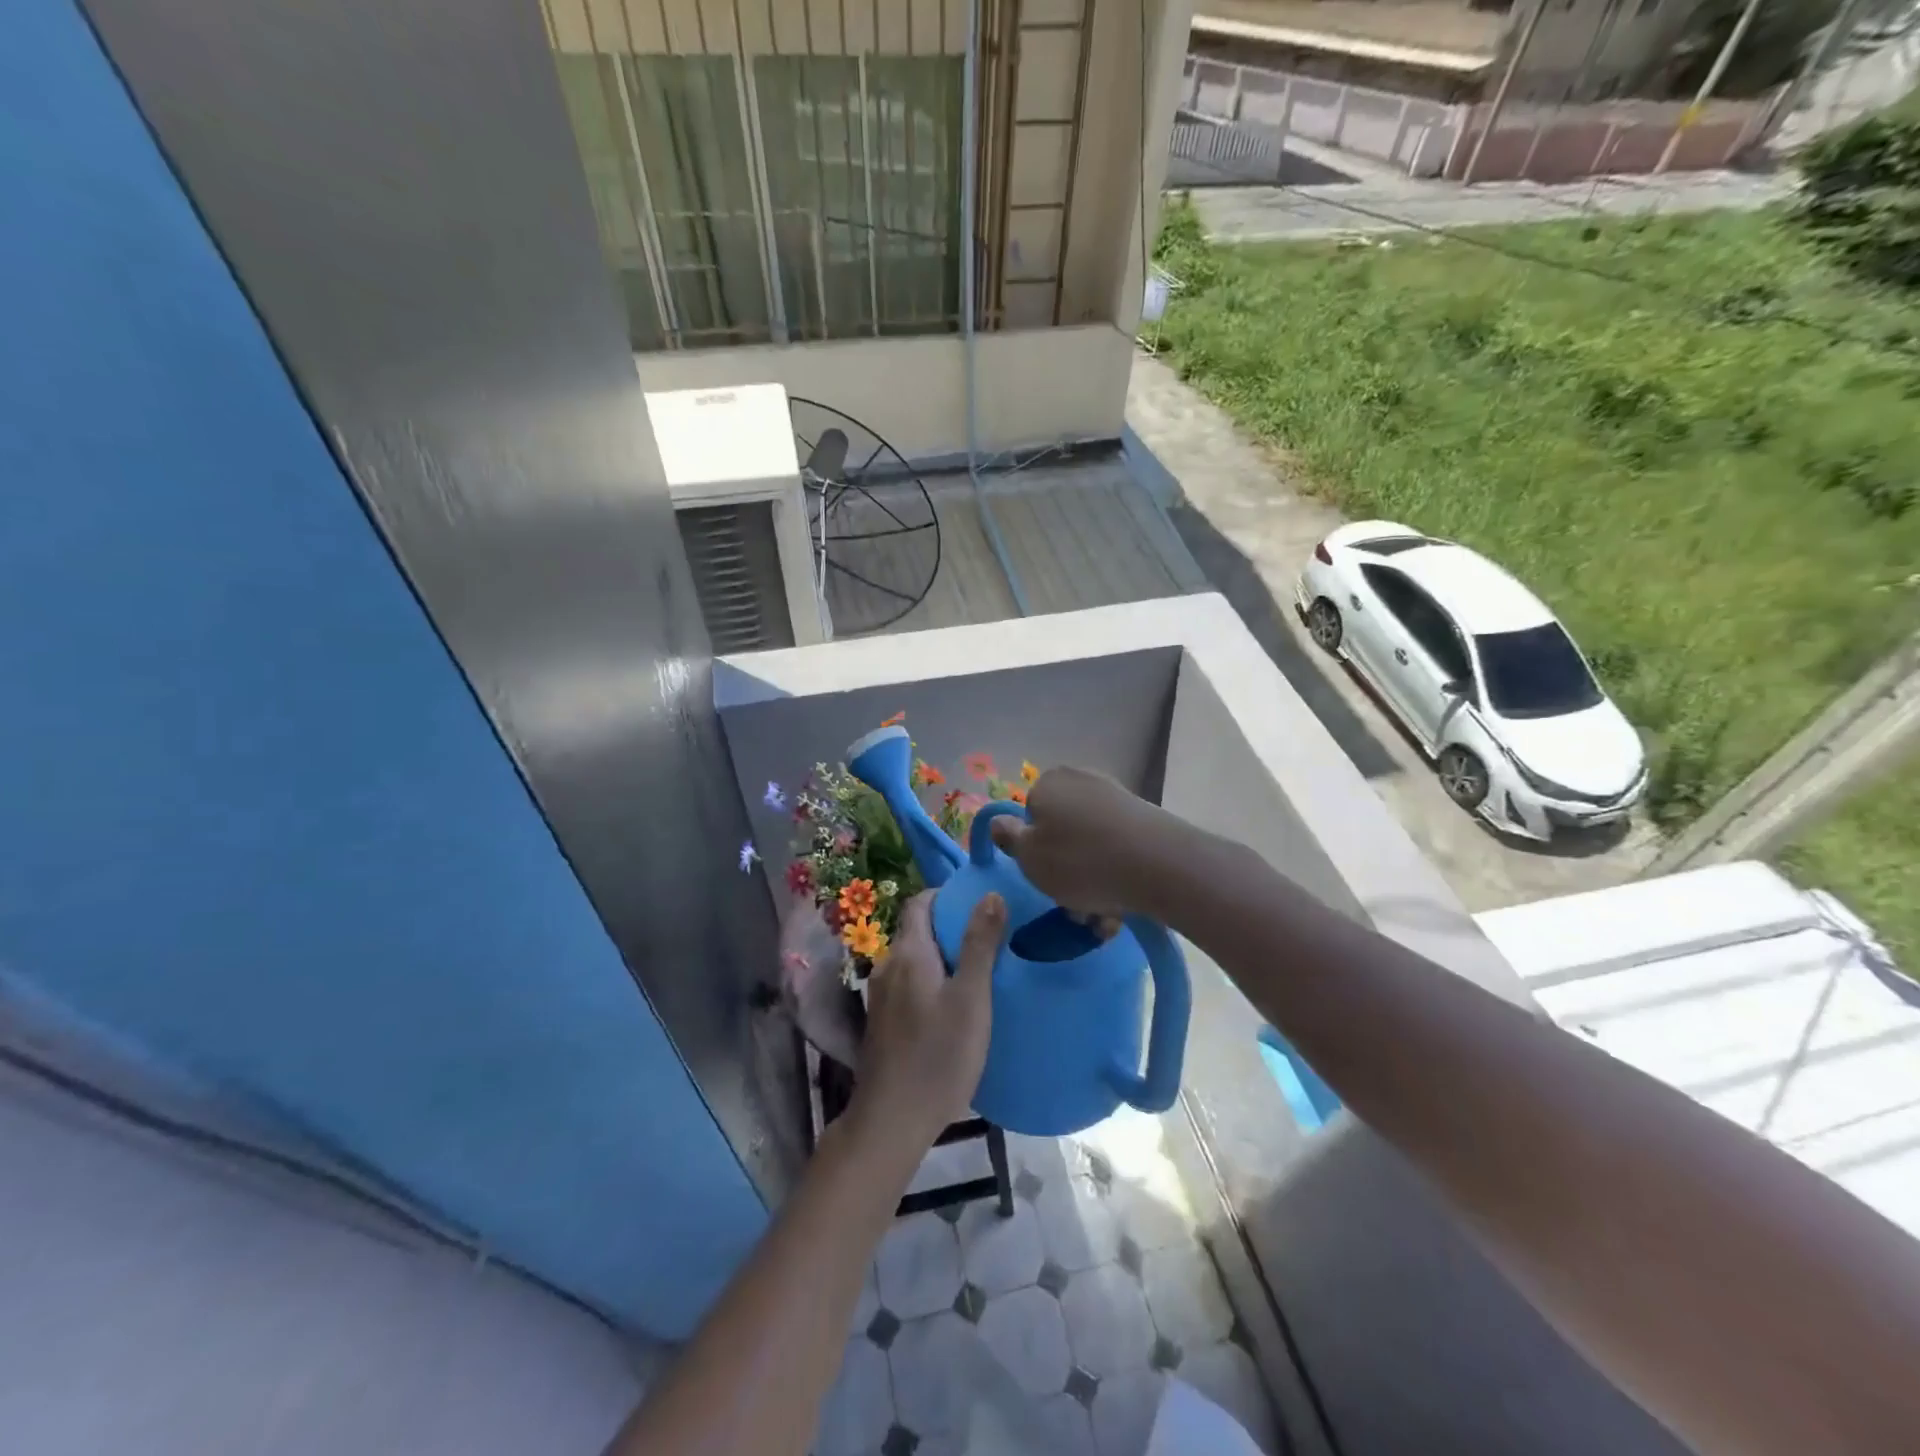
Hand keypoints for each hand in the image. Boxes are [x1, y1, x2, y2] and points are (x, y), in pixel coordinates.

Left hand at [855, 891, 1003, 1148]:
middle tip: (989, 938)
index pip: (919, 902)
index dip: (946, 895)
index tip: (978, 902)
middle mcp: (888, 966)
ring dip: (941, 957)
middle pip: (917, 930)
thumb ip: (980, 944)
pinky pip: (909, 984)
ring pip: (914, 960)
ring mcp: (881, 996)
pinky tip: (954, 1005)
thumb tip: (990, 893)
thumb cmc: (938, 1055)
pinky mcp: (882, 1022)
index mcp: (908, 953)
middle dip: (949, 927)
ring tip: (977, 971)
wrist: (892, 1120)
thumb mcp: (971, 997)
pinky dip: (931, 981)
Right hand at [988, 767, 1181, 919]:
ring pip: (1091, 846)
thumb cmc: (1080, 862)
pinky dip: (1116, 875)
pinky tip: (1123, 907)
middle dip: (1065, 870)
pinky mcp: (1145, 818)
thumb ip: (1009, 838)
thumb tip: (998, 821)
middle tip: (1073, 907)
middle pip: (1062, 831)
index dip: (1034, 850)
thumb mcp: (1029, 858)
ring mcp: (1116, 797)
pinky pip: (1118, 850)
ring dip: (1092, 881)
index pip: (1029, 816)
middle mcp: (1081, 780)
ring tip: (1102, 918)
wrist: (1159, 865)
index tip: (1044, 879)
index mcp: (1047, 783)